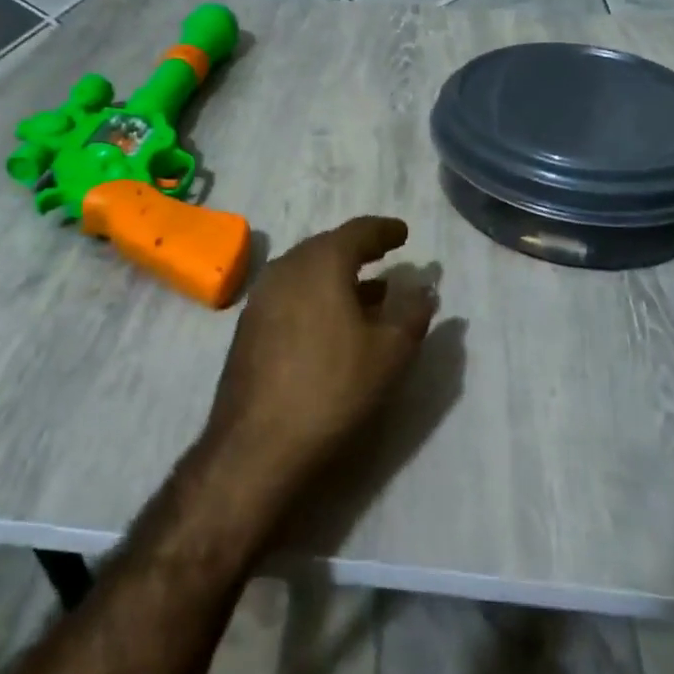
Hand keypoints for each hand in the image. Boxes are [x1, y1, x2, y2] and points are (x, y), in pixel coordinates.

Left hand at [203, 216, 436, 497]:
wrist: (257, 443)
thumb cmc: (333, 387)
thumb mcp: (389, 352)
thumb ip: (412, 313)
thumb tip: (424, 289)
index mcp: (321, 262)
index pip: (358, 231)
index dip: (384, 230)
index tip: (403, 233)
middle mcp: (287, 268)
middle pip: (328, 246)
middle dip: (358, 249)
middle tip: (384, 254)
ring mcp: (262, 296)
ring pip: (306, 271)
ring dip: (337, 275)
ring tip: (368, 291)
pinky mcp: (249, 325)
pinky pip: (291, 294)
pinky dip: (316, 295)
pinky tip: (332, 321)